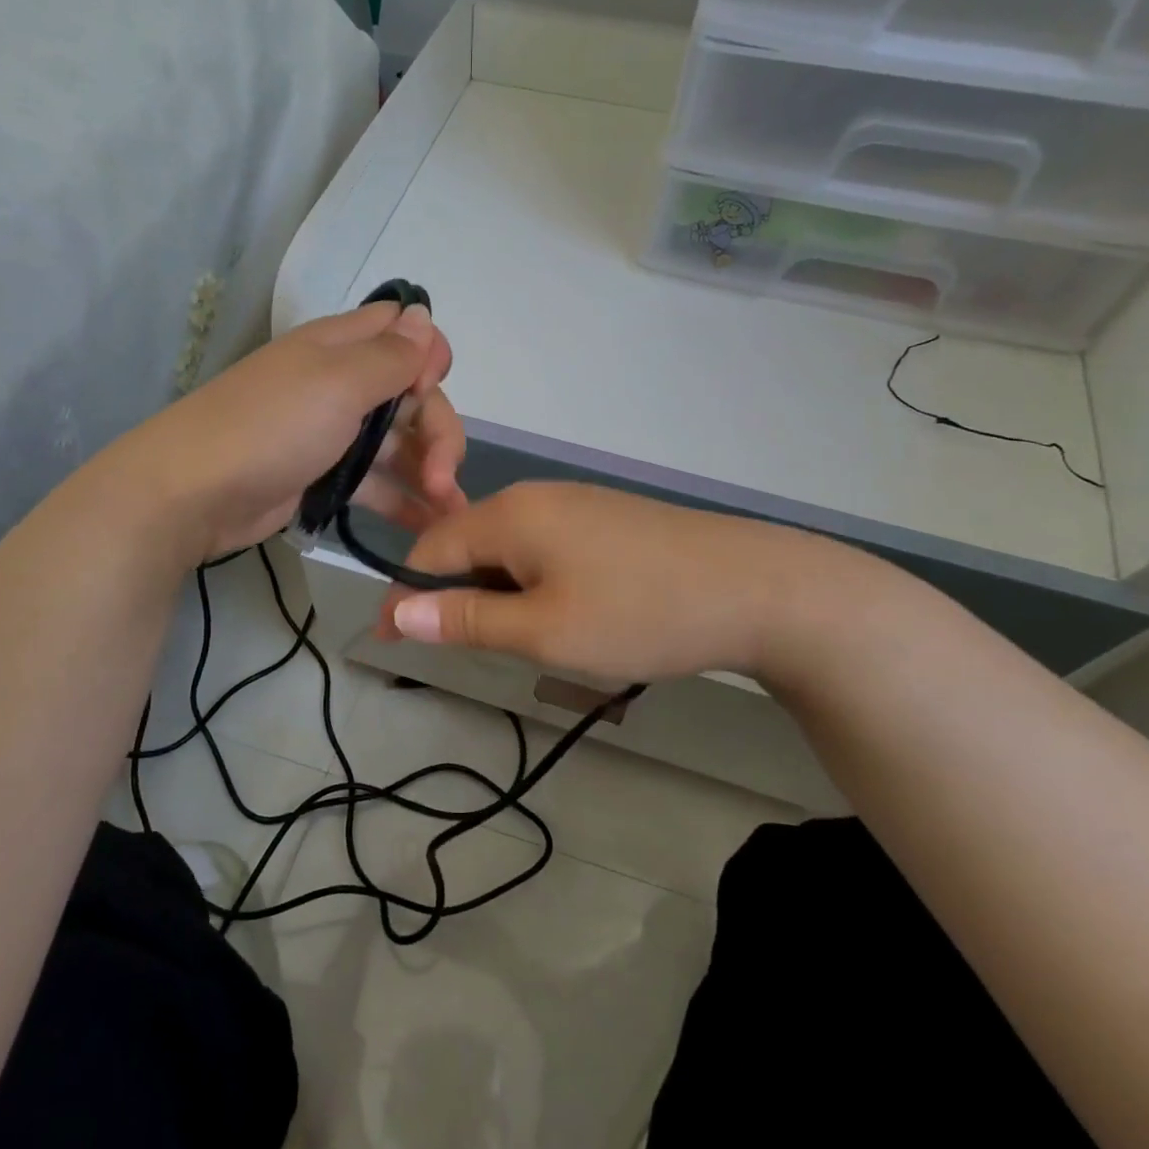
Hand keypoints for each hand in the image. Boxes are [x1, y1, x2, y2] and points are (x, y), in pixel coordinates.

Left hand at [121, 301, 468, 560]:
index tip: (428, 391)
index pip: (401, 332)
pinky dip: (402, 501)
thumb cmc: (272, 427)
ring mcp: (330, 432)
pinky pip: (375, 482)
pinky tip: (428, 526)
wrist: (192, 493)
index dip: (428, 357)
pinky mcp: (323, 475)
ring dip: (429, 472)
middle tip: (444, 478)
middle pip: (410, 396)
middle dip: (438, 431)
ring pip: (397, 443)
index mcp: (340, 348)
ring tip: (449, 512)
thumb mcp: (338, 383)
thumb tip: (423, 315)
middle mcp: (339, 383)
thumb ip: (389, 355)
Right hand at [377, 482, 855, 683]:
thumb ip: (466, 619)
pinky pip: (544, 548)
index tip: (392, 645)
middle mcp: (535, 497)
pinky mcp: (606, 519)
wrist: (756, 588)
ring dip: (495, 593)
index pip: (429, 551)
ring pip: (508, 548)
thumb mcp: (544, 630)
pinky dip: (532, 582)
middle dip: (453, 596)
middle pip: (467, 544)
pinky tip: (560, 613)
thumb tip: (397, 613)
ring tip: (517, 640)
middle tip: (464, 652)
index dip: (405, 598)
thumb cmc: (639, 612)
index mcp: (509, 514)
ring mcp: (575, 503)